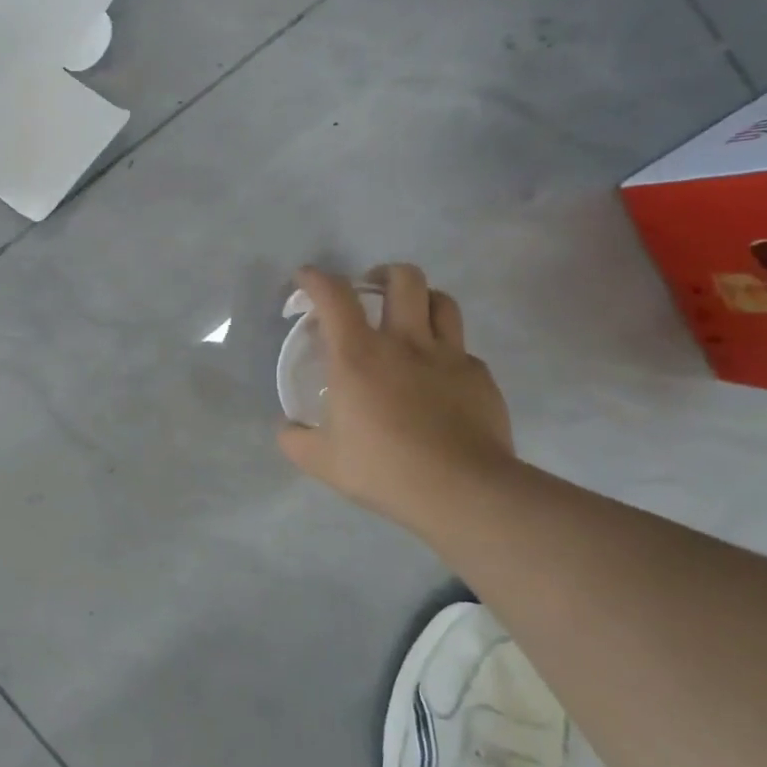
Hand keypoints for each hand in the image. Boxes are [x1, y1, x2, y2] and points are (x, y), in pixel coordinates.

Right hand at [278, 264, 515, 529]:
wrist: (461, 491)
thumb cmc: (384, 468)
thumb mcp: (322, 461)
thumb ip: (295, 439)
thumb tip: (286, 428)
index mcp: (358, 355)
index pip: (334, 296)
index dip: (316, 278)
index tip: (306, 278)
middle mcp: (404, 342)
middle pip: (403, 278)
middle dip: (383, 274)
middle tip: (371, 292)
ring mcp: (448, 356)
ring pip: (442, 301)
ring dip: (422, 300)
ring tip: (410, 319)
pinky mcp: (480, 377)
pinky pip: (463, 350)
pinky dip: (447, 353)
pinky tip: (439, 378)